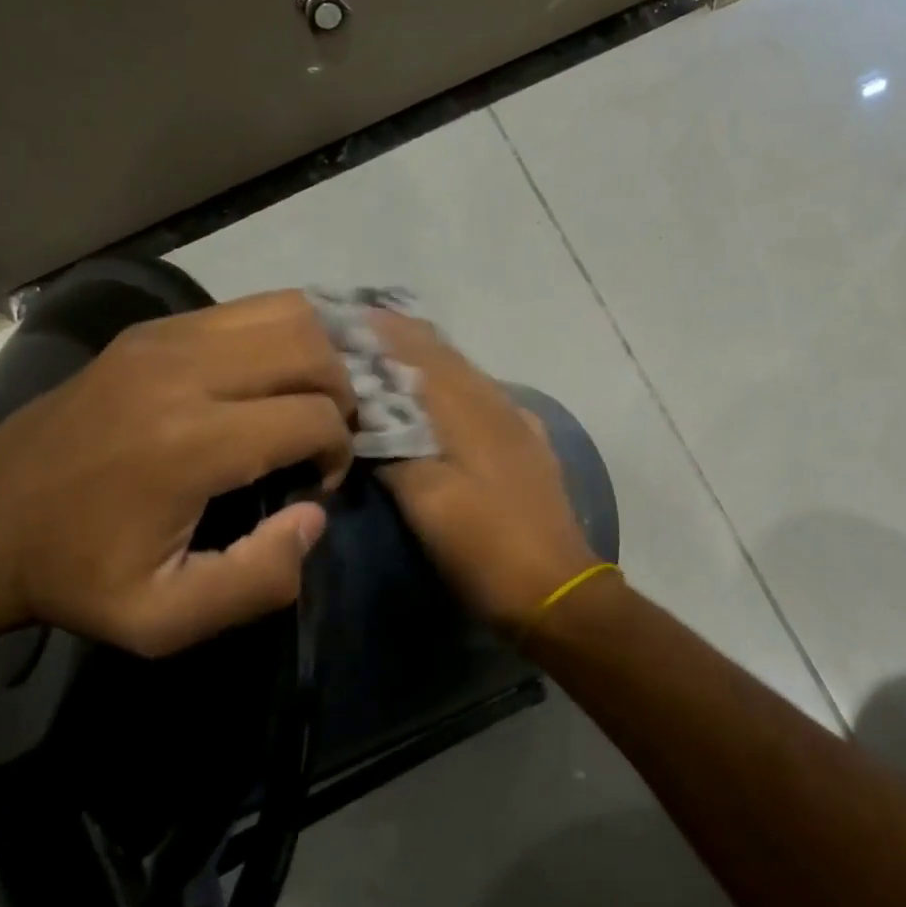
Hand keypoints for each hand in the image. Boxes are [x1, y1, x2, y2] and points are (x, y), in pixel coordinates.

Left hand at [0, 291, 355, 655]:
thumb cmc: (76, 577)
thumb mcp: (166, 620)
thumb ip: (259, 580)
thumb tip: (313, 514)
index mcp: (191, 443)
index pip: (315, 416)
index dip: (337, 453)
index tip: (313, 486)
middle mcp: (183, 370)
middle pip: (312, 349)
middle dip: (342, 394)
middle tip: (323, 438)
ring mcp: (165, 337)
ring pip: (288, 312)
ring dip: (320, 355)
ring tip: (309, 400)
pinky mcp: (151, 328)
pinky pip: (248, 309)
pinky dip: (283, 336)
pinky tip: (275, 376)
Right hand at [373, 313, 599, 626]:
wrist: (555, 589)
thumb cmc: (485, 547)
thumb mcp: (428, 502)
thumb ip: (396, 453)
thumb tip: (368, 422)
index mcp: (471, 412)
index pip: (422, 354)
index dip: (386, 332)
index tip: (350, 317)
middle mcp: (499, 406)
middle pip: (448, 359)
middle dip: (406, 340)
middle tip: (364, 332)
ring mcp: (520, 426)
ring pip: (470, 378)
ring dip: (431, 362)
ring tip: (395, 358)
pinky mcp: (530, 448)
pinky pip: (487, 401)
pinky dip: (457, 390)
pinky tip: (448, 401)